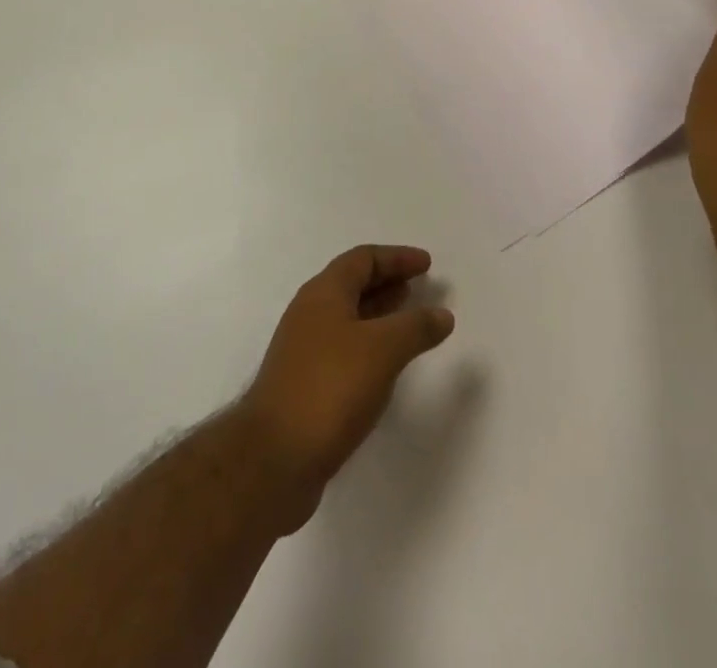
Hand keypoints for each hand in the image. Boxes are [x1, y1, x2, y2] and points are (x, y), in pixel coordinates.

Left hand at [238, 245, 454, 533]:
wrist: (274, 458)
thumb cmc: (330, 387)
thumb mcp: (382, 350)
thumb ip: (415, 328)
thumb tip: (442, 314)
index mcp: (323, 293)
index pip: (362, 259)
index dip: (396, 257)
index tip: (427, 263)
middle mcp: (310, 313)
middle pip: (353, 284)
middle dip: (388, 282)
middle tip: (421, 287)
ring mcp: (304, 349)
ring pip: (348, 317)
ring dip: (380, 314)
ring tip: (409, 320)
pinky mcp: (305, 384)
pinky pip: (344, 348)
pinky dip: (370, 345)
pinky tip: (386, 365)